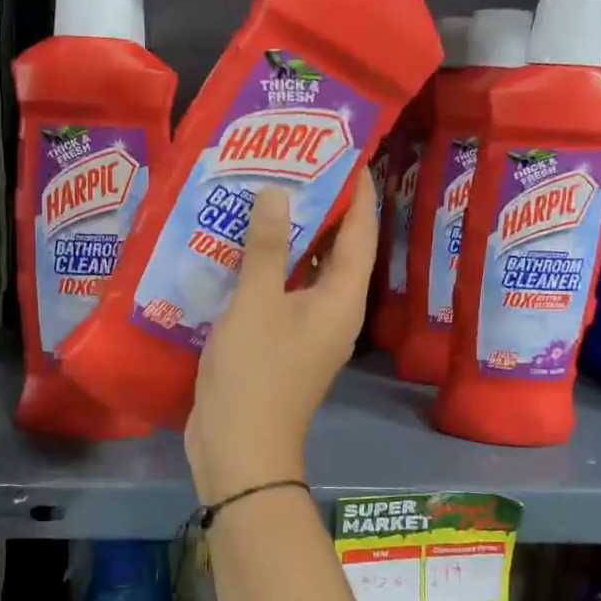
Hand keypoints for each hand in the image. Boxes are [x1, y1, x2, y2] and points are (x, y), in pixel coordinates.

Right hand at [185, 167, 377, 504]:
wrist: (239, 449)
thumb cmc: (254, 373)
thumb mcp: (257, 304)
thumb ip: (266, 247)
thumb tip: (278, 193)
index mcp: (342, 299)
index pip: (360, 233)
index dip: (357, 192)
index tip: (343, 151)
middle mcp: (334, 312)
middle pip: (336, 249)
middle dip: (320, 207)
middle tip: (293, 164)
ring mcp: (307, 330)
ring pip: (306, 271)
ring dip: (290, 237)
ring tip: (265, 194)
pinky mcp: (281, 344)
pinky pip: (282, 293)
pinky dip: (269, 268)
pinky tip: (240, 246)